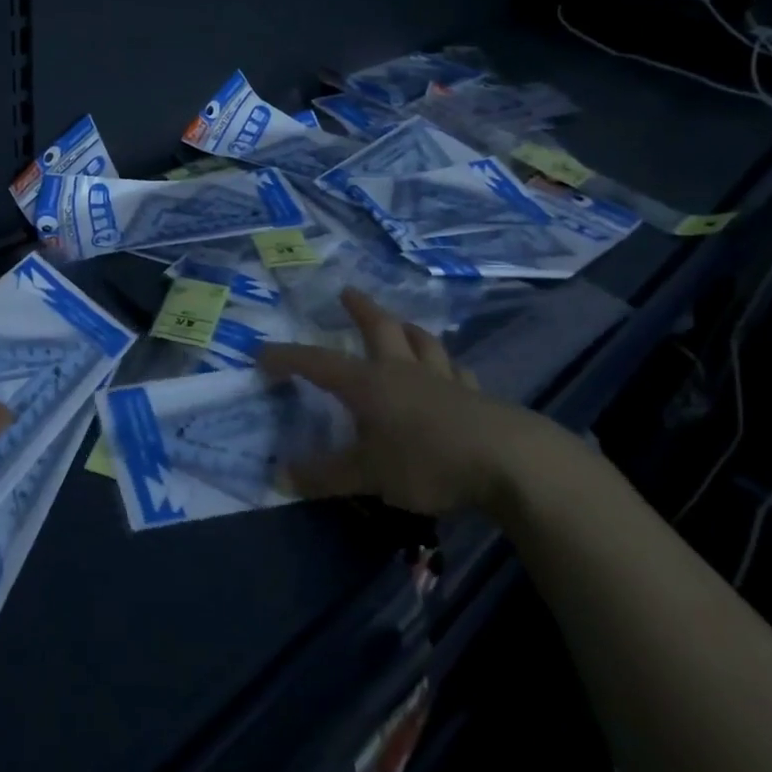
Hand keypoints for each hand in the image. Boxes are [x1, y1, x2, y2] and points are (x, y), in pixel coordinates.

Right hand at [259, 289, 556, 516]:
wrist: (509, 462)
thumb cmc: (426, 462)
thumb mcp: (367, 475)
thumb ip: (324, 476)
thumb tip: (278, 478)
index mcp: (369, 383)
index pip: (318, 363)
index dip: (288, 357)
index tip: (263, 353)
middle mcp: (403, 371)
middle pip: (380, 328)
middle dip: (360, 309)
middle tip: (347, 292)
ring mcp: (444, 380)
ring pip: (424, 343)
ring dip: (409, 330)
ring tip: (403, 324)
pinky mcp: (477, 398)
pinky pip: (459, 373)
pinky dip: (450, 368)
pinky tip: (454, 373)